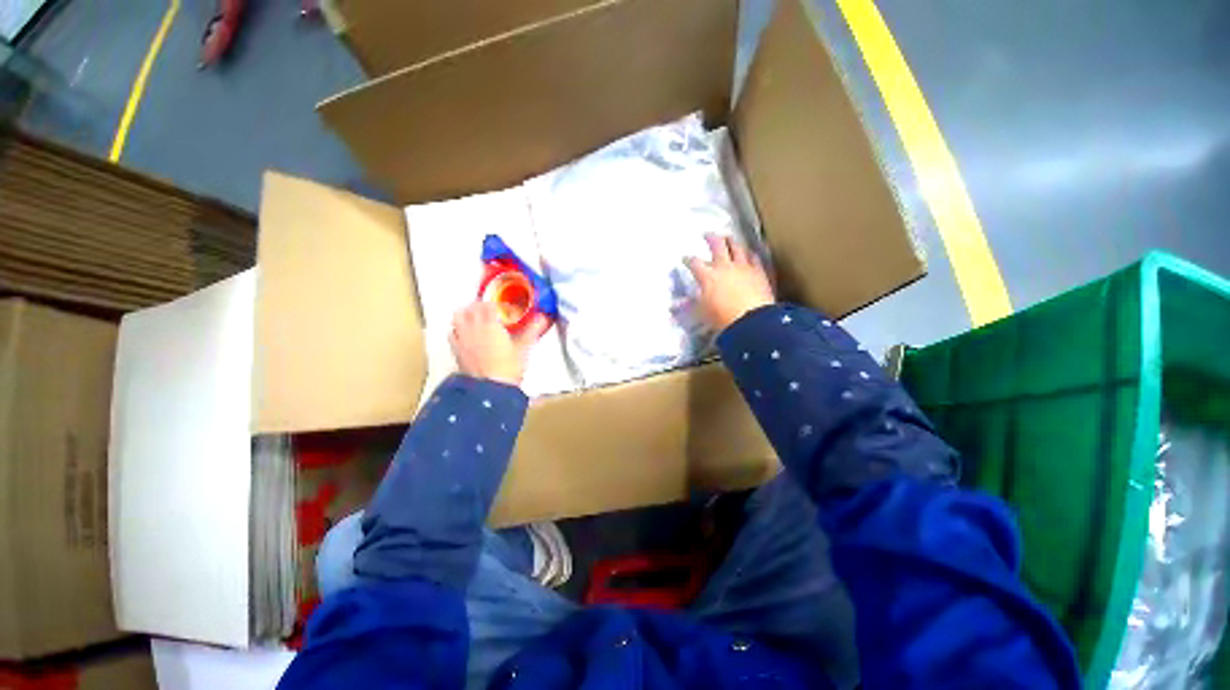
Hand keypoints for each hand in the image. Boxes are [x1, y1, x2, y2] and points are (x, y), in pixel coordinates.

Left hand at [451, 302, 550, 386]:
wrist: (490, 389)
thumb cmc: (508, 368)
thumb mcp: (523, 349)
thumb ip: (532, 331)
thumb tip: (543, 318)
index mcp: (491, 325)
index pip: (489, 305)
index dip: (496, 304)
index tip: (503, 307)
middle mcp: (474, 328)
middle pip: (472, 308)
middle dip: (480, 306)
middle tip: (490, 310)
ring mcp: (463, 338)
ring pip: (458, 316)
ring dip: (466, 313)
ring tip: (475, 317)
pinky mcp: (456, 350)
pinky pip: (452, 332)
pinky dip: (457, 328)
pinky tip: (465, 333)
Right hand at [686, 233, 773, 331]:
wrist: (751, 320)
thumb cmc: (722, 318)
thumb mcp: (701, 313)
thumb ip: (690, 306)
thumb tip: (674, 306)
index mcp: (707, 276)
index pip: (694, 263)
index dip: (688, 260)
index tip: (685, 259)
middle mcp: (724, 266)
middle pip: (717, 246)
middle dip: (711, 238)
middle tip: (707, 234)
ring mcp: (743, 267)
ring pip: (736, 248)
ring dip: (731, 241)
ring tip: (728, 238)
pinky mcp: (758, 272)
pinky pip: (754, 259)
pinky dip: (750, 255)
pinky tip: (750, 253)